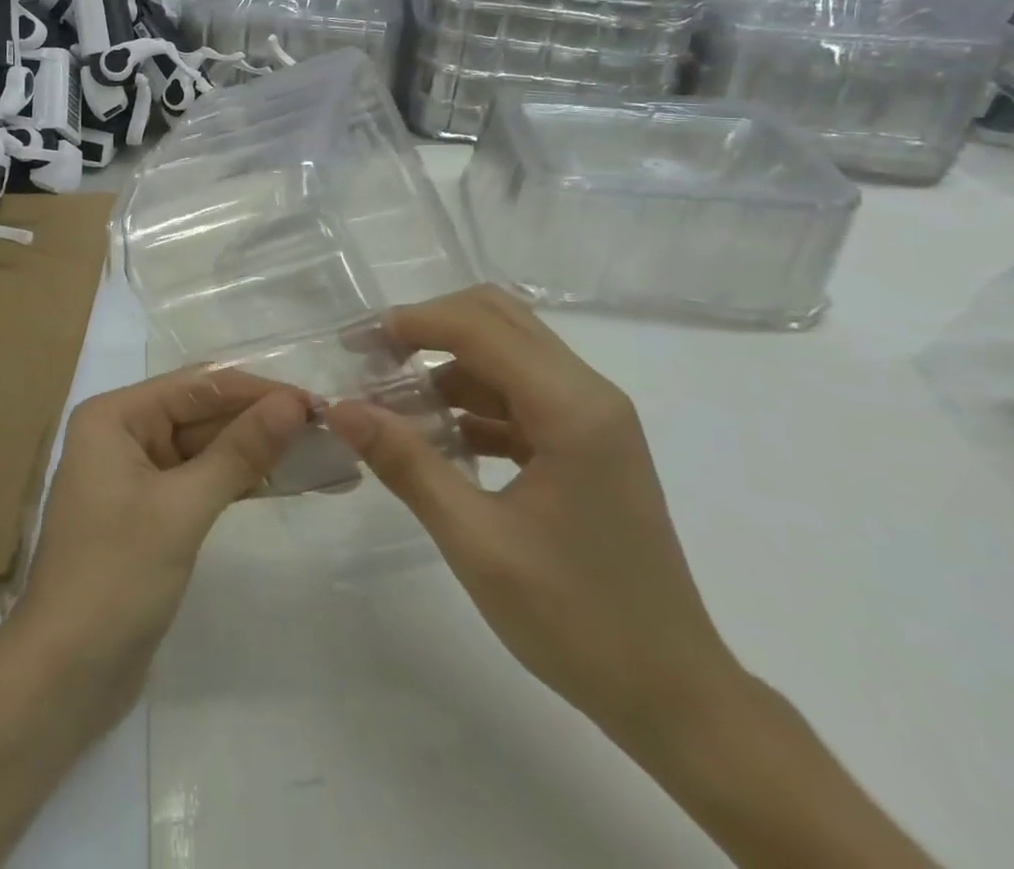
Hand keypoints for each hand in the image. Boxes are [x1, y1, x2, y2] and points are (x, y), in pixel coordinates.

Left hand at [15, 369, 311, 704]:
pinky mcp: (151, 515)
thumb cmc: (115, 577)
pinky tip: (286, 482)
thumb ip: (239, 451)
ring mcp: (136, 476)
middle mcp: (123, 435)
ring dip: (257, 452)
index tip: (314, 402)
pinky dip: (241, 482)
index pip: (197, 387)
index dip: (256, 391)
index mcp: (115, 417)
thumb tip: (293, 404)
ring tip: (318, 453)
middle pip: (202, 415)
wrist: (64, 680)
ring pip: (207, 449)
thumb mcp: (182, 508)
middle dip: (260, 421)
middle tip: (326, 429)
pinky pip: (203, 482)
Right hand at [325, 285, 740, 752]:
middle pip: (498, 319)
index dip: (412, 323)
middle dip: (430, 327)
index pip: (479, 327)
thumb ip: (406, 463)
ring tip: (392, 402)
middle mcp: (588, 393)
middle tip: (374, 359)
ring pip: (508, 353)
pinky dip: (473, 400)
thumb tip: (340, 408)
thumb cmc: (576, 620)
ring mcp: (592, 417)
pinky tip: (437, 438)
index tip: (356, 343)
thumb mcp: (476, 542)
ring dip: (448, 364)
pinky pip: (520, 394)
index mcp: (571, 407)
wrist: (673, 695)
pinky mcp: (587, 442)